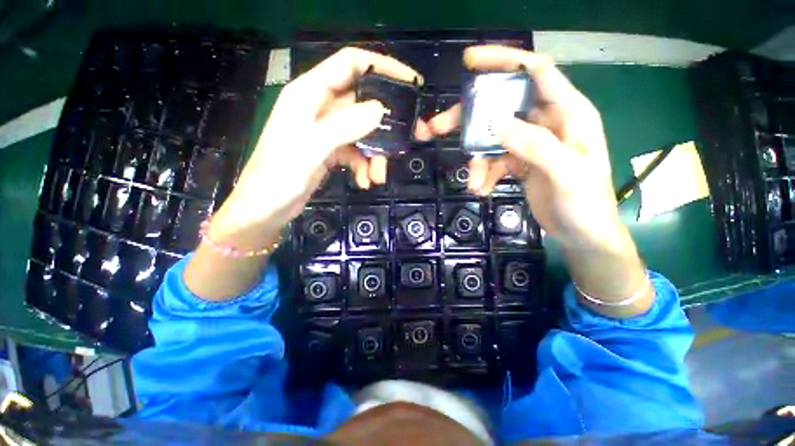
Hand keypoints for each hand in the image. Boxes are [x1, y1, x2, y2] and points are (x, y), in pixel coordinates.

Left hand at [210, 47, 420, 245]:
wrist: (265, 209)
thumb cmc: (279, 176)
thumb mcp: (313, 147)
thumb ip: (345, 125)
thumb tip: (381, 109)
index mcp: (309, 93)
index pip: (350, 64)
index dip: (382, 67)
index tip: (411, 82)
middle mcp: (319, 107)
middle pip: (362, 103)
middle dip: (385, 124)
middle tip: (408, 138)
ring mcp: (326, 130)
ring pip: (362, 133)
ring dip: (375, 155)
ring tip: (378, 177)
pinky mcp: (329, 150)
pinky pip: (355, 152)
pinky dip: (363, 166)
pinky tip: (364, 181)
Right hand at [419, 45, 652, 316]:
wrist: (581, 234)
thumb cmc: (586, 205)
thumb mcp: (567, 174)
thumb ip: (535, 145)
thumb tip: (496, 122)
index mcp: (568, 113)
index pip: (535, 72)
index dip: (504, 61)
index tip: (469, 62)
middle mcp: (546, 122)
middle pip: (501, 107)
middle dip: (469, 118)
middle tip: (438, 127)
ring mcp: (530, 143)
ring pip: (492, 138)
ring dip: (476, 159)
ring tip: (472, 183)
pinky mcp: (519, 162)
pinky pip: (493, 160)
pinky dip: (483, 173)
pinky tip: (481, 189)